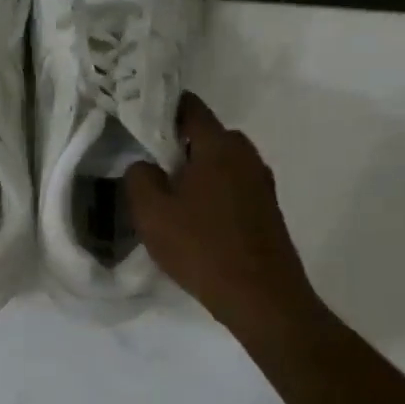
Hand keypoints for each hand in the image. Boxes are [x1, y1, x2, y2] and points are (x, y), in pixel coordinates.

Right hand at [124, 94, 321, 337]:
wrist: (261, 296)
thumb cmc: (201, 247)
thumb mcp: (151, 212)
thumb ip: (139, 177)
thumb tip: (144, 165)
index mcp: (219, 145)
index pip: (189, 107)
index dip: (161, 109)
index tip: (138, 122)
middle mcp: (246, 155)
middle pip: (205, 136)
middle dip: (177, 147)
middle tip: (148, 169)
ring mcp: (261, 182)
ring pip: (219, 164)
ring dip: (195, 174)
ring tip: (169, 200)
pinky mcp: (266, 209)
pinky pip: (232, 188)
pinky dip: (211, 194)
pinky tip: (194, 222)